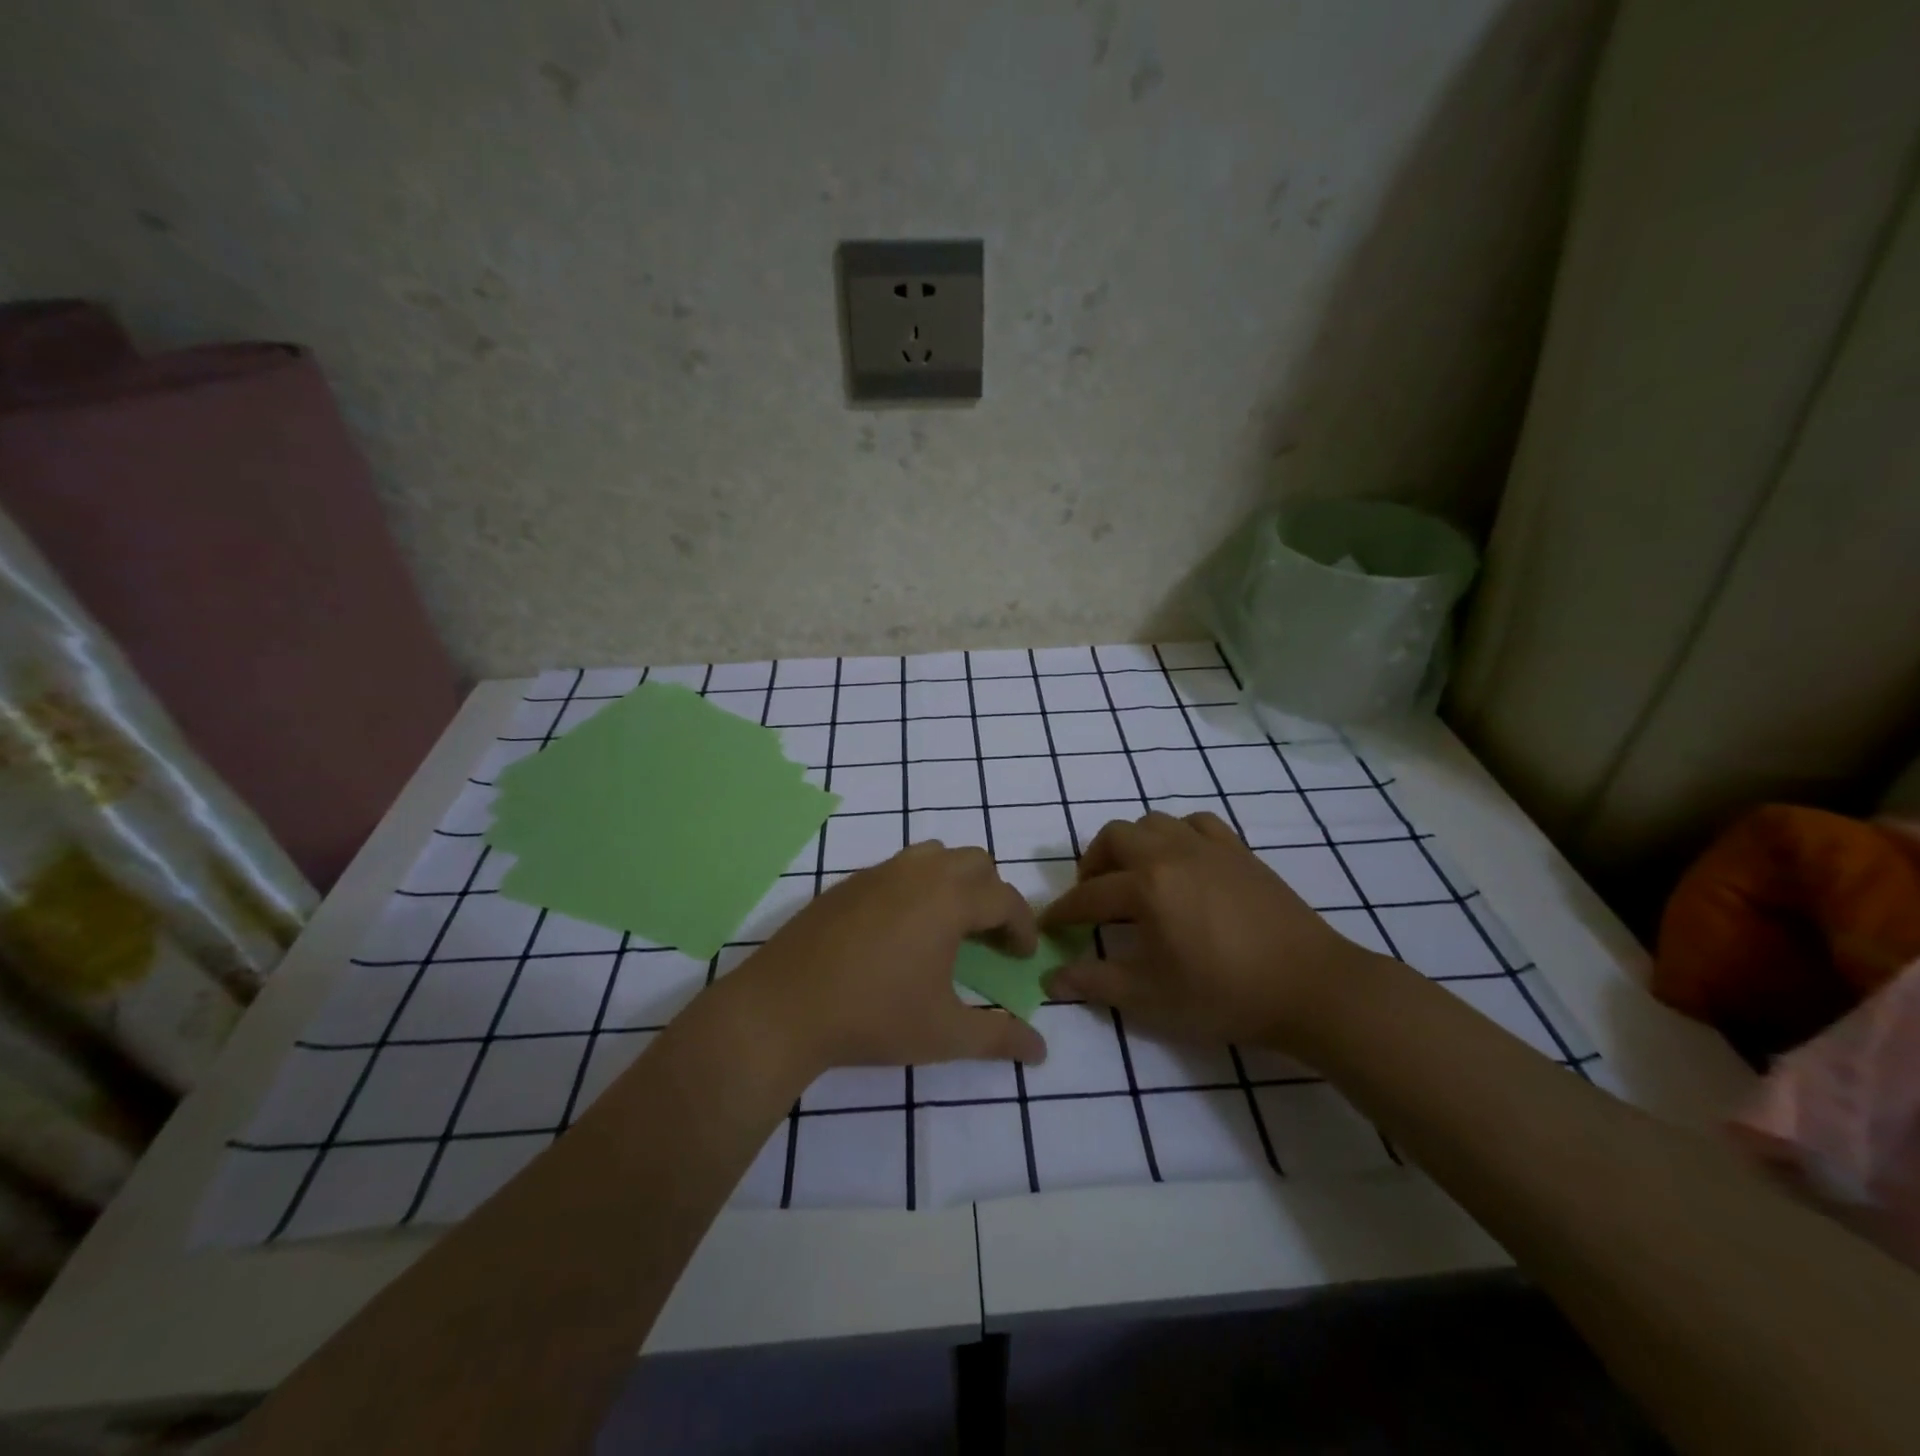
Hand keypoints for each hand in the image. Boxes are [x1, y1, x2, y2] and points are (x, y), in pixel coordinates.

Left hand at [733, 843, 1047, 1073]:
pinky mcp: (847, 883)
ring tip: (948, 925)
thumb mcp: (945, 1034)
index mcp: (949, 899)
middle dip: (992, 894)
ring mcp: (878, 873)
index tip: (1021, 956)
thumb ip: (999, 1036)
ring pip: (934, 855)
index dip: (1023, 926)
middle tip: (988, 937)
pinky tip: (900, 931)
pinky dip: (916, 887)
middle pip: (975, 862)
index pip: (1005, 898)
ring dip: (954, 881)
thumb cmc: (873, 1017)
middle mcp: (918, 873)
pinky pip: (897, 869)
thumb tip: (1041, 1050)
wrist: (783, 1008)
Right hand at [1040, 811, 1380, 1051]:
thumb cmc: (1225, 995)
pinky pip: (1196, 824)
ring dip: (1132, 845)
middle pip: (1114, 837)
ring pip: (1153, 822)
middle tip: (1094, 896)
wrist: (1310, 986)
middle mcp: (1171, 853)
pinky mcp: (1239, 851)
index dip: (1063, 912)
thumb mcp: (1152, 997)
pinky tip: (1182, 862)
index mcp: (1146, 887)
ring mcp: (1208, 847)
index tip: (1049, 926)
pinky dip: (1177, 835)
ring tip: (1135, 876)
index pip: (1089, 896)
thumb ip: (1096, 983)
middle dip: (1093, 863)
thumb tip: (1051, 980)